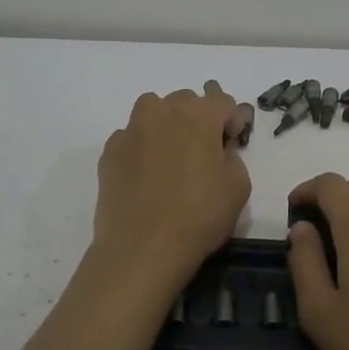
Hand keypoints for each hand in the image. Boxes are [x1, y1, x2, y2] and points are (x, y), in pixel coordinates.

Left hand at [94, 82, 252, 284]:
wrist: (141, 248)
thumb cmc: (199, 216)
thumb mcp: (239, 187)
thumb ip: (233, 156)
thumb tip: (219, 149)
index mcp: (198, 114)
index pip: (222, 102)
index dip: (232, 121)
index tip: (232, 144)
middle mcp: (162, 111)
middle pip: (186, 102)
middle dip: (198, 120)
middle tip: (203, 154)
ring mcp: (131, 130)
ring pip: (154, 113)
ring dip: (166, 126)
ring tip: (171, 159)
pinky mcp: (109, 151)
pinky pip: (132, 138)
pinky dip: (142, 148)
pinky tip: (146, 177)